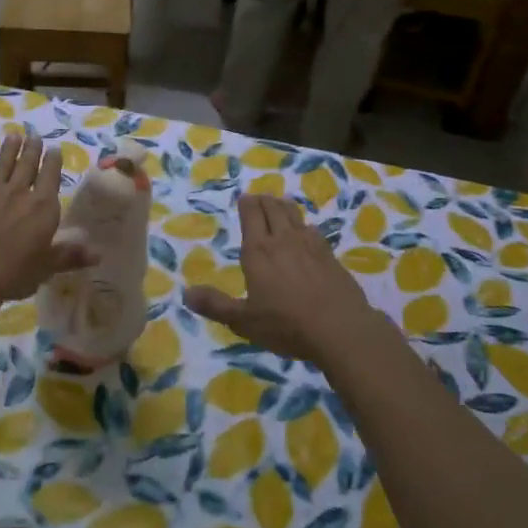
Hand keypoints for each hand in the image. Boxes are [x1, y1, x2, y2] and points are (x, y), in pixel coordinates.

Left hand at [0, 131, 94, 308]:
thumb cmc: (13, 272)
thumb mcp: (47, 267)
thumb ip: (70, 256)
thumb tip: (99, 254)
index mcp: (43, 207)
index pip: (51, 177)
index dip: (53, 161)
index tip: (54, 148)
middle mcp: (19, 193)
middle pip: (27, 165)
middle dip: (32, 149)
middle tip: (34, 134)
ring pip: (3, 165)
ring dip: (9, 150)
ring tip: (13, 135)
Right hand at [184, 195, 374, 364]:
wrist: (340, 328)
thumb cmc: (286, 324)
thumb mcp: (244, 321)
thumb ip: (216, 305)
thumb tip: (186, 293)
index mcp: (258, 251)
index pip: (251, 214)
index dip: (247, 203)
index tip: (244, 198)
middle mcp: (283, 239)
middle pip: (273, 208)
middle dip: (264, 200)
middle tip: (259, 199)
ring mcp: (310, 244)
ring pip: (294, 214)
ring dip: (284, 206)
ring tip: (280, 206)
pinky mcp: (330, 255)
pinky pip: (313, 229)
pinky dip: (304, 225)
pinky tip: (306, 232)